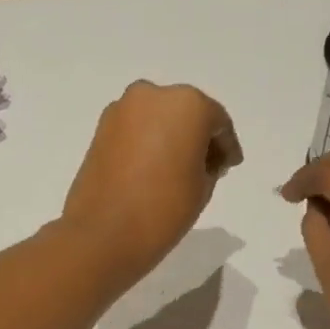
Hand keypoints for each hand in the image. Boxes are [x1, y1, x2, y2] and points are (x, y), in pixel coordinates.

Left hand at [63, 81, 242, 287]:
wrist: (103, 233)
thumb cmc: (164, 208)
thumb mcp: (203, 186)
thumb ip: (209, 162)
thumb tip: (199, 157)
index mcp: (187, 104)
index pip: (217, 121)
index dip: (226, 146)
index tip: (229, 166)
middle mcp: (152, 95)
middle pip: (186, 113)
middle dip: (197, 136)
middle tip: (206, 166)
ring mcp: (122, 109)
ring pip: (158, 118)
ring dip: (170, 137)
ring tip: (177, 170)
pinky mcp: (100, 128)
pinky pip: (135, 129)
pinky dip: (147, 142)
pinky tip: (153, 168)